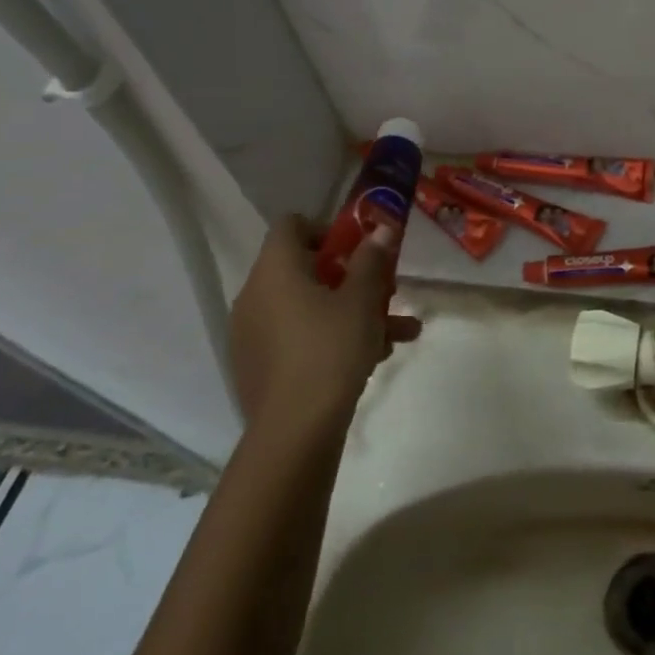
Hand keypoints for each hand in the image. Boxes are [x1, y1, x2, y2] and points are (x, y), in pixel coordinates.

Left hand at [228, 216, 422, 440]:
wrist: (295, 429)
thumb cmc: (330, 349)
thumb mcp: (361, 300)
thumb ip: (371, 260)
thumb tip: (382, 229)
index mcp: (275, 270)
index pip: (292, 225)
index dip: (328, 229)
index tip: (361, 249)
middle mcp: (256, 295)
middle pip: (306, 268)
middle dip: (352, 276)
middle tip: (386, 290)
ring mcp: (254, 333)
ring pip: (311, 307)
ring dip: (354, 311)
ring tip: (400, 330)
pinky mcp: (261, 365)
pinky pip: (301, 335)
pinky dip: (334, 336)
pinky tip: (376, 356)